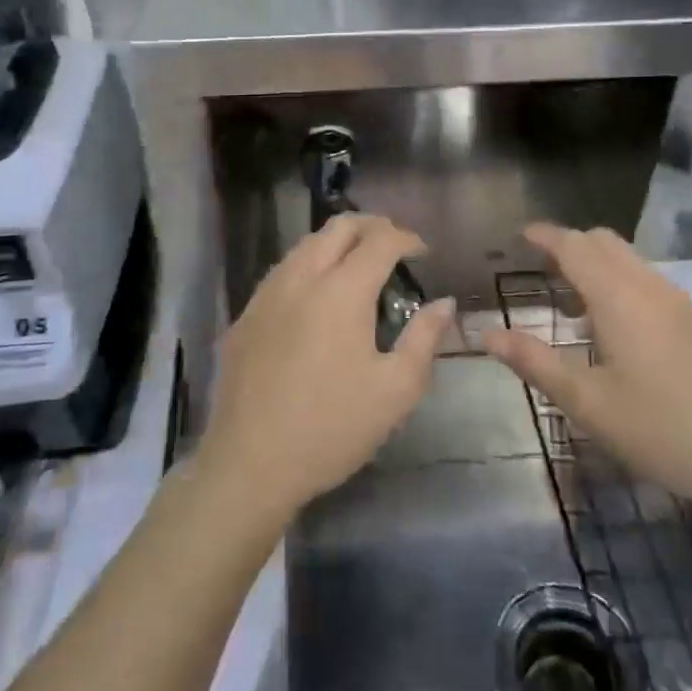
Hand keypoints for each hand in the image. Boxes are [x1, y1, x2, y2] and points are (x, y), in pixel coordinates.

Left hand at [198, 215, 453, 524]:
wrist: (250, 464)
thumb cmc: (332, 427)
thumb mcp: (395, 390)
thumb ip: (424, 338)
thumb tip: (445, 303)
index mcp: (342, 290)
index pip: (380, 240)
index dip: (407, 238)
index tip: (423, 253)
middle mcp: (301, 277)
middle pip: (339, 227)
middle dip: (372, 226)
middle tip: (394, 247)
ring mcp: (267, 293)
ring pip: (306, 244)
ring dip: (338, 242)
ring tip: (358, 266)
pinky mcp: (246, 315)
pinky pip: (283, 270)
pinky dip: (309, 265)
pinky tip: (317, 297)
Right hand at [483, 223, 691, 518]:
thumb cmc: (662, 431)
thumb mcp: (588, 404)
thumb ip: (534, 363)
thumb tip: (487, 334)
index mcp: (619, 299)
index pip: (575, 247)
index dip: (546, 236)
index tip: (521, 234)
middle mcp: (651, 288)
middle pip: (605, 242)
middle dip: (571, 244)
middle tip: (542, 269)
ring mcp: (683, 303)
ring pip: (631, 261)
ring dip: (598, 266)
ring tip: (575, 307)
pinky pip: (652, 282)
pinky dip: (624, 284)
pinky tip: (621, 333)